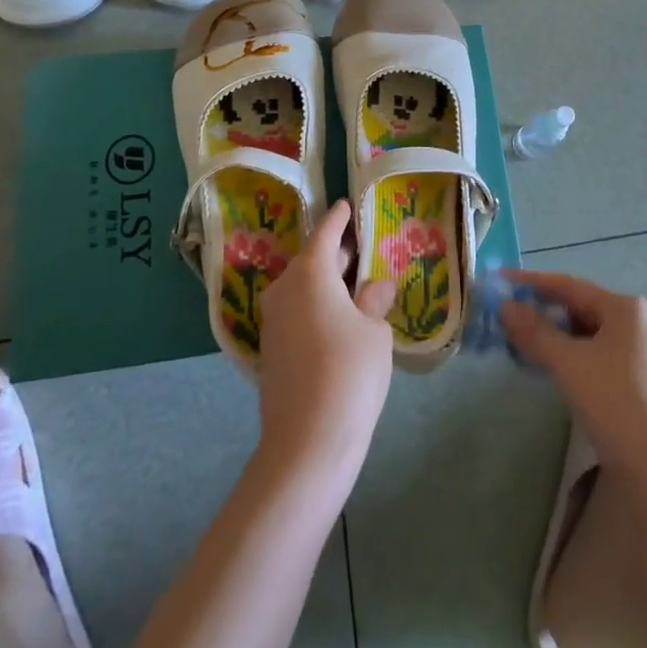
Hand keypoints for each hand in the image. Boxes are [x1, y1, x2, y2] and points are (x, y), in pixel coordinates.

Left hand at [256, 200, 396, 480]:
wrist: (307, 442)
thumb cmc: (349, 372)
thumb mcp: (374, 331)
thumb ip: (373, 302)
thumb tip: (374, 287)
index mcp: (310, 274)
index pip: (325, 233)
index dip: (338, 219)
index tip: (347, 205)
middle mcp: (284, 290)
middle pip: (311, 260)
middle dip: (335, 253)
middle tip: (362, 247)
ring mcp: (274, 322)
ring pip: (303, 288)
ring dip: (326, 283)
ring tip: (356, 284)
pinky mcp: (272, 351)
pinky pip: (298, 313)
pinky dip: (317, 307)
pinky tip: (340, 319)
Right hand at [501, 270, 646, 476]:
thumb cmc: (615, 401)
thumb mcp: (569, 363)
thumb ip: (535, 332)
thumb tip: (505, 307)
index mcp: (626, 308)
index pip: (571, 286)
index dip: (532, 282)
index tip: (501, 282)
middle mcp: (637, 322)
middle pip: (581, 307)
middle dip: (543, 311)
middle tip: (508, 317)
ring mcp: (641, 351)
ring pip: (588, 333)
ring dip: (555, 335)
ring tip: (523, 341)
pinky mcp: (638, 379)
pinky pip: (596, 353)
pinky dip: (571, 354)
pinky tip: (552, 365)